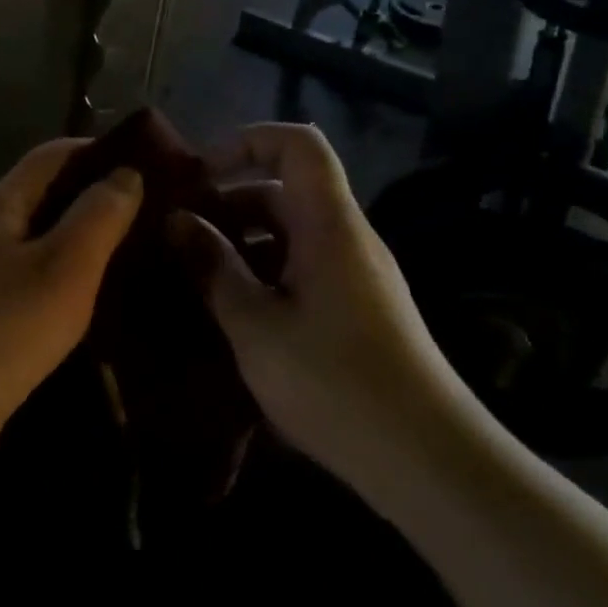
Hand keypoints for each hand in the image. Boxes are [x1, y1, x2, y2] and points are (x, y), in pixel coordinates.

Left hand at [0, 140, 142, 483]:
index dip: (100, 149)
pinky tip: (107, 303)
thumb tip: (126, 172)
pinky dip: (73, 281)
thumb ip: (98, 215)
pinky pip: (40, 283)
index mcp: (3, 204)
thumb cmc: (1, 329)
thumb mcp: (64, 267)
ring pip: (48, 242)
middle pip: (50, 196)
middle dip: (100, 197)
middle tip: (162, 213)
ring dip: (90, 242)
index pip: (54, 154)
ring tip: (146, 254)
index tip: (154, 163)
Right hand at [169, 124, 468, 500]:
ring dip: (241, 242)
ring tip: (193, 274)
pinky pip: (302, 266)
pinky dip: (262, 272)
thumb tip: (177, 220)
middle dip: (228, 202)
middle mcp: (346, 236)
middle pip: (285, 190)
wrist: (430, 463)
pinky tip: (231, 310)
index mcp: (329, 224)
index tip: (200, 177)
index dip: (245, 142)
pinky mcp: (357, 307)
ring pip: (290, 232)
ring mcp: (355, 273)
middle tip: (178, 234)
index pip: (297, 144)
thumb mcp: (256, 326)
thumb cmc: (336, 383)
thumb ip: (213, 266)